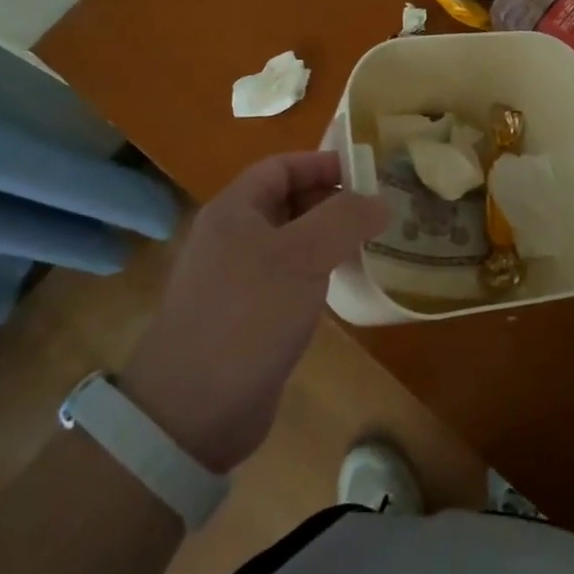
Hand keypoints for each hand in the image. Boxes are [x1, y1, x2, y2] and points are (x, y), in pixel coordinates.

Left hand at [122, 151, 388, 473]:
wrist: (193, 410)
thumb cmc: (248, 315)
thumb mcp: (303, 256)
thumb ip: (345, 219)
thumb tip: (380, 202)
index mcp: (234, 210)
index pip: (282, 166)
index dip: (323, 163)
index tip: (367, 174)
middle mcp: (231, 237)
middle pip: (287, 201)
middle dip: (331, 200)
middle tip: (377, 211)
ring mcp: (236, 278)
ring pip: (291, 241)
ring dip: (328, 238)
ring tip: (370, 243)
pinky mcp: (246, 315)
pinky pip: (288, 277)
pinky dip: (316, 272)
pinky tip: (342, 284)